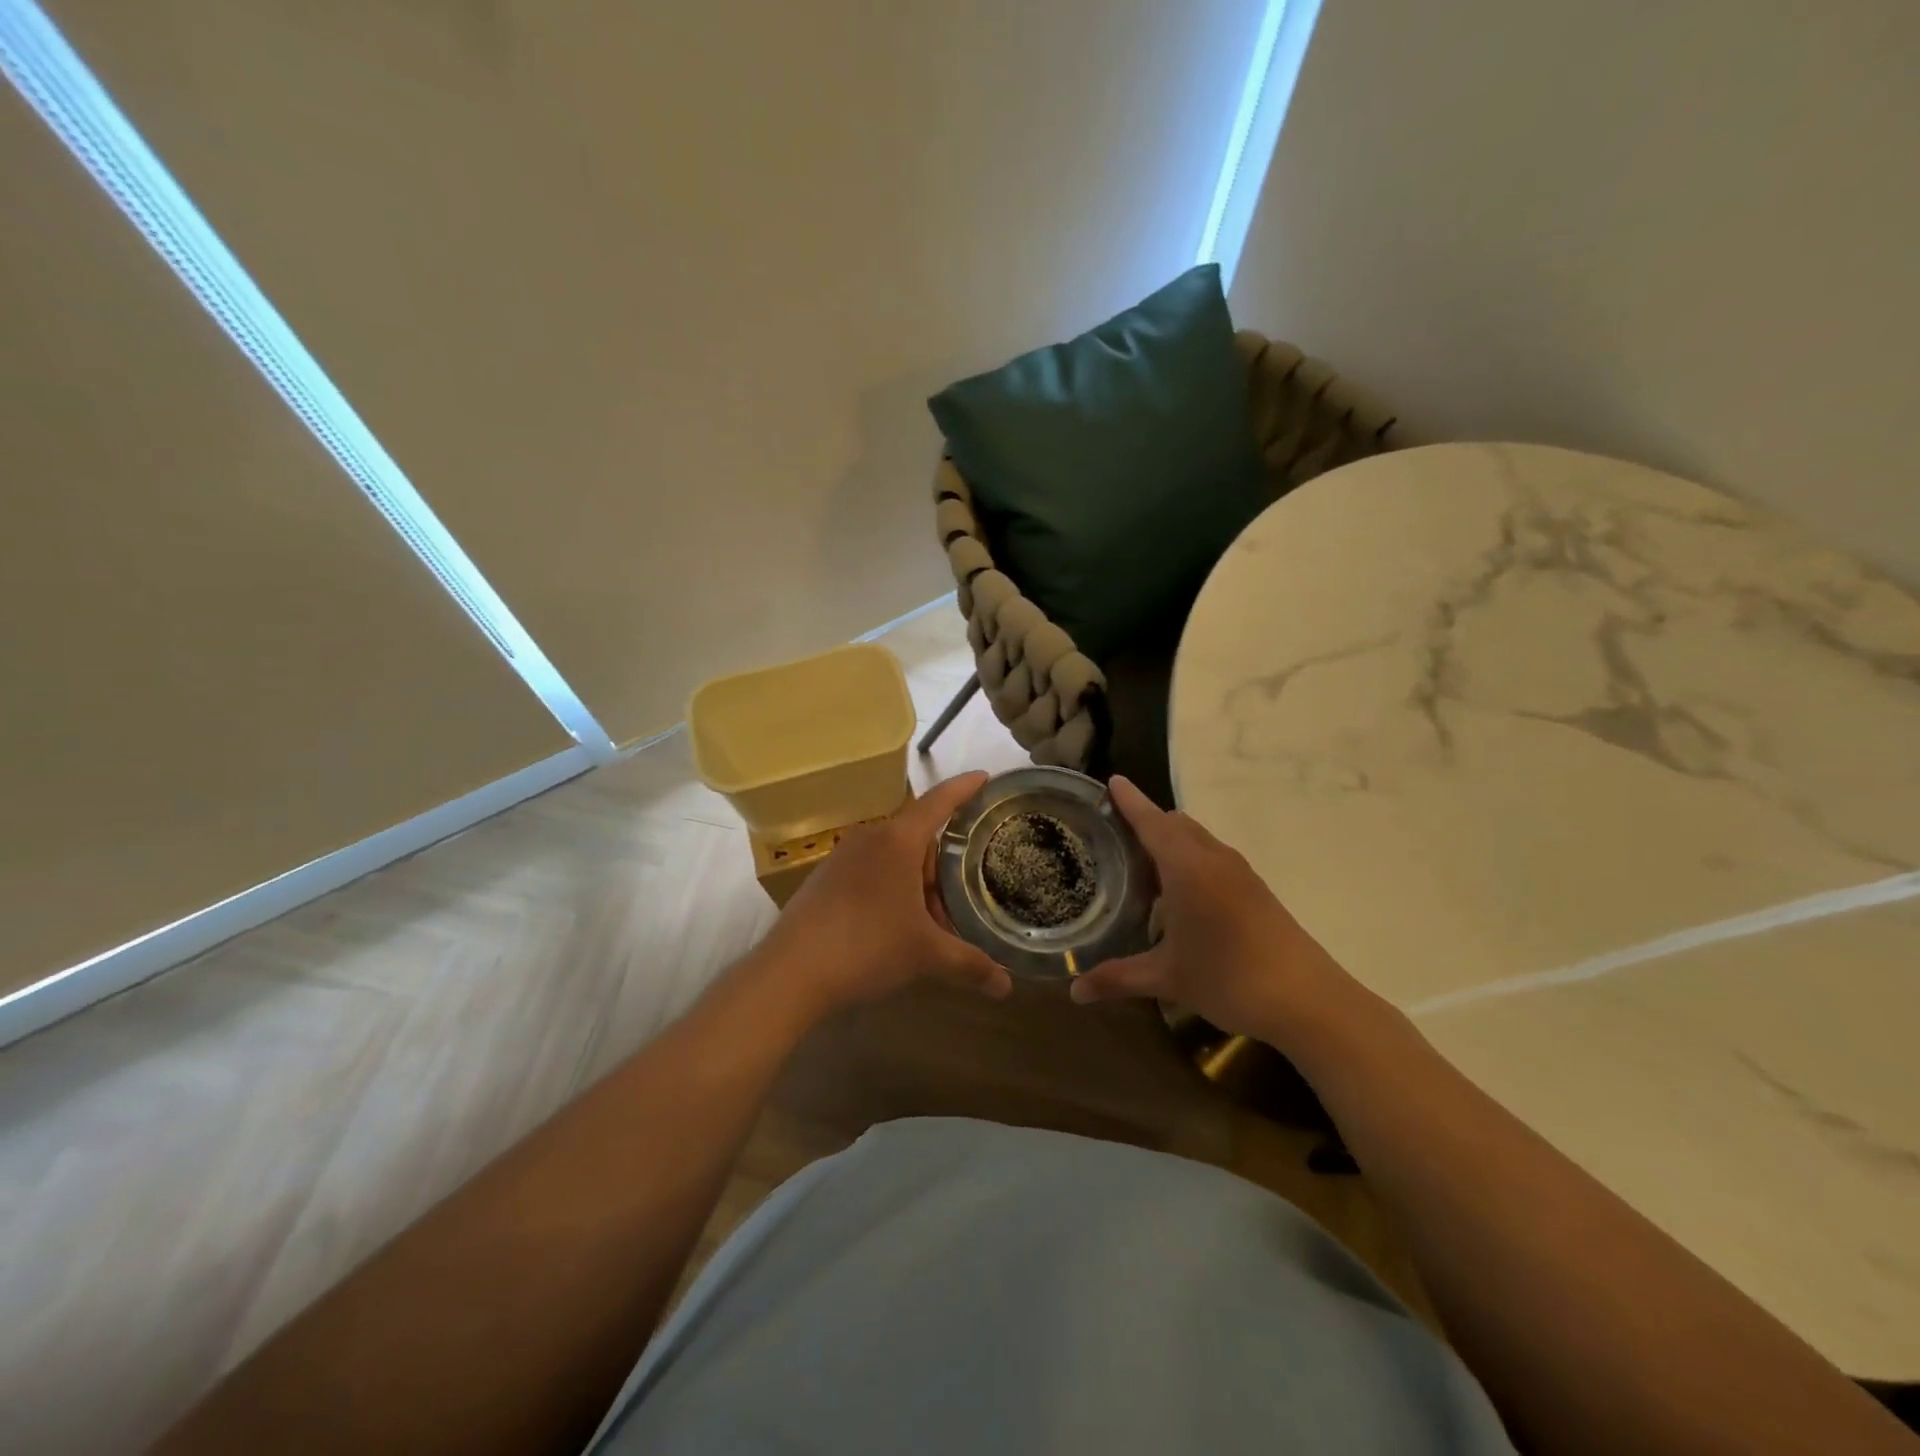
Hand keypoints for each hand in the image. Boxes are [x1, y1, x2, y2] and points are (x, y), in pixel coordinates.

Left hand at [752, 771, 1013, 1018]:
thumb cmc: (867, 947)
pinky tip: (893, 925)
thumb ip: (970, 964)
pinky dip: (891, 887)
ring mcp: (843, 855)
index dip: (965, 788)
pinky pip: (870, 870)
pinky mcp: (825, 876)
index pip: (940, 802)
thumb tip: (1007, 988)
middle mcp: (871, 837)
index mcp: (899, 840)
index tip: (985, 776)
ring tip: (928, 922)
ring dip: (916, 882)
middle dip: (942, 866)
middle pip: (919, 837)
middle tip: (960, 899)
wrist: (791, 971)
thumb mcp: (926, 954)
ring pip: (894, 857)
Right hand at [1068, 777, 1358, 1044]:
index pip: (1151, 821)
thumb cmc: (1229, 978)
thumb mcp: (1167, 978)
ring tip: (1142, 871)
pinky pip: (1212, 857)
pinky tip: (1179, 898)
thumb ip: (1117, 978)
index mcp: (1187, 868)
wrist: (1308, 999)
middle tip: (1114, 841)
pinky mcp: (1255, 888)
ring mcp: (1239, 872)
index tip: (1111, 781)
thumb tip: (1073, 993)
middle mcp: (1213, 859)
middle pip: (1174, 823)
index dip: (1129, 801)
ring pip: (1197, 839)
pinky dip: (1190, 860)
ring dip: (1170, 843)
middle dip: (1145, 823)